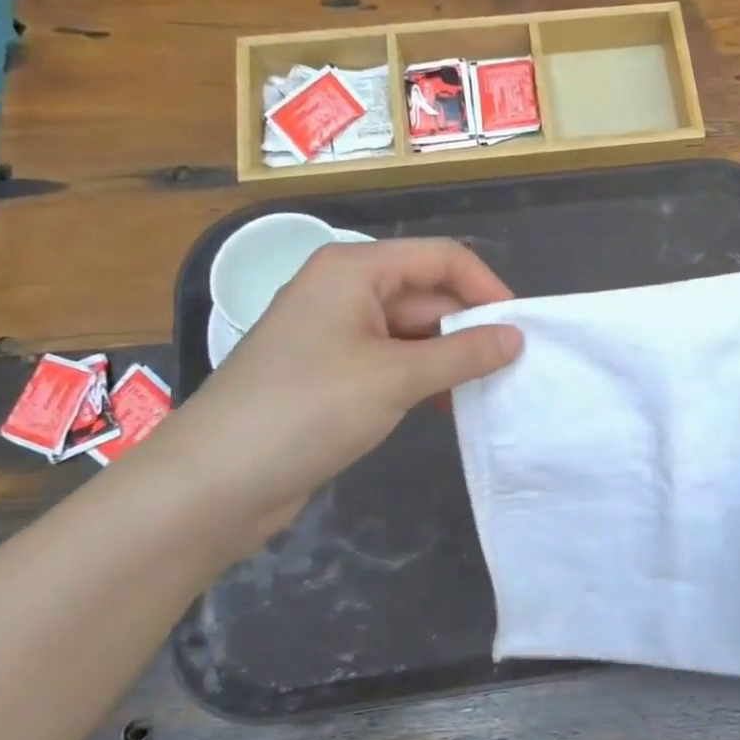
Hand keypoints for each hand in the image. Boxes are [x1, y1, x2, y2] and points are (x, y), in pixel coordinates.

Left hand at [147, 238, 521, 537]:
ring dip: (449, 357)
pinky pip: (391, 362)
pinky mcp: (331, 374)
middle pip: (426, 294)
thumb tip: (516, 337)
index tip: (522, 328)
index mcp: (354, 270)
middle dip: (470, 326)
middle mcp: (345, 291)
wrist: (217, 480)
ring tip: (490, 388)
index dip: (486, 287)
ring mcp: (335, 334)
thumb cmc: (308, 409)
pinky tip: (447, 404)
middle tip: (514, 366)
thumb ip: (462, 354)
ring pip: (411, 332)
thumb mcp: (395, 378)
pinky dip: (422, 378)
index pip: (440, 258)